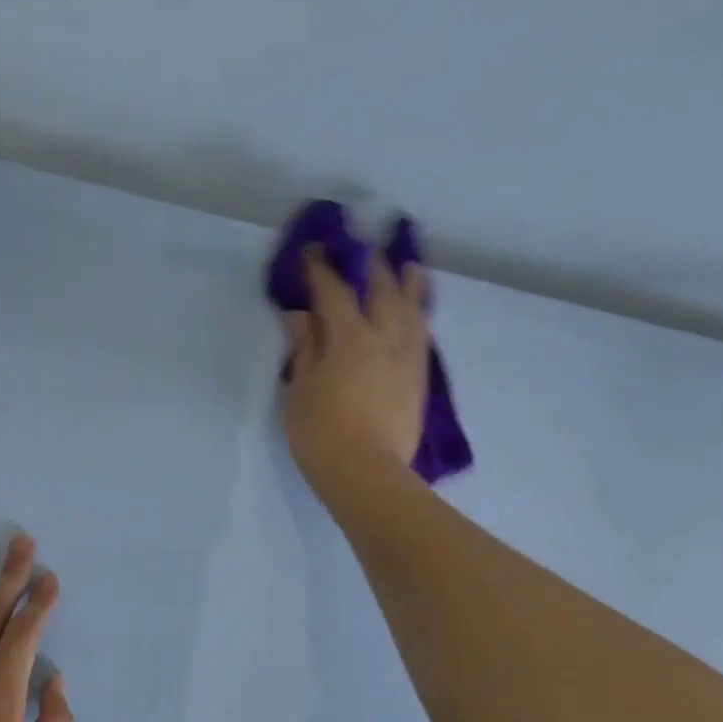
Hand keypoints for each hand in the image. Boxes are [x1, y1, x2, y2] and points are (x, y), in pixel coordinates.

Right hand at [281, 247, 429, 507]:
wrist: (366, 474)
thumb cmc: (321, 434)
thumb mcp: (300, 390)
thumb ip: (305, 348)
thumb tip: (303, 315)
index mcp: (349, 337)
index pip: (334, 291)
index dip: (321, 269)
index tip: (312, 251)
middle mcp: (384, 336)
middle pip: (380, 289)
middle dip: (369, 265)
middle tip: (361, 247)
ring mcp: (407, 356)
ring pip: (411, 307)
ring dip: (407, 282)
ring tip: (408, 264)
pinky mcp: (418, 378)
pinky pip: (422, 333)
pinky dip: (420, 314)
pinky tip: (419, 310)